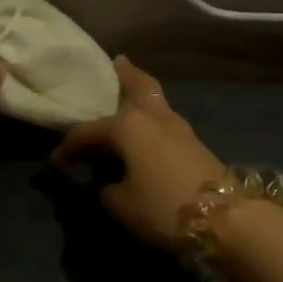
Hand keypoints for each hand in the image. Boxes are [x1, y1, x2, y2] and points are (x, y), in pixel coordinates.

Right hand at [52, 57, 226, 253]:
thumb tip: (108, 183)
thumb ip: (106, 189)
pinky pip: (164, 121)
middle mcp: (153, 116)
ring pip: (155, 101)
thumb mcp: (121, 205)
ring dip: (140, 95)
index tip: (56, 162)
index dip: (68, 147)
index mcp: (128, 125)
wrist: (226, 219)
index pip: (88, 131)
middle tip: (115, 63)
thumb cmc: (163, 207)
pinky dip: (151, 118)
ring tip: (127, 96)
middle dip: (125, 74)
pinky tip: (144, 130)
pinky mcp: (194, 144)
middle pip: (138, 85)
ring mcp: (179, 127)